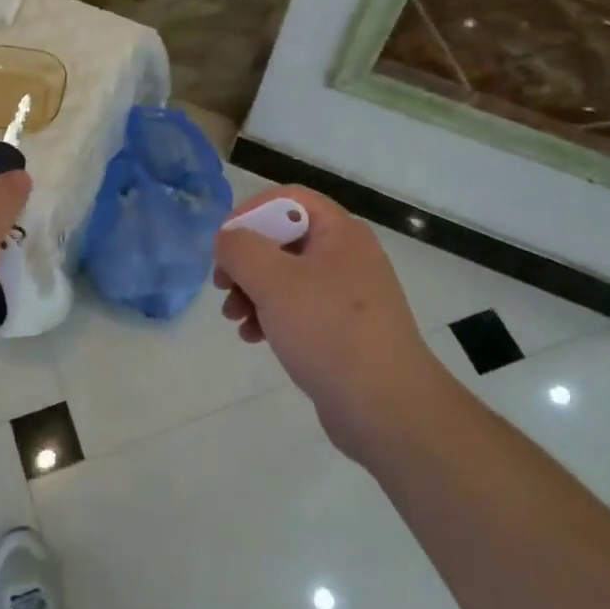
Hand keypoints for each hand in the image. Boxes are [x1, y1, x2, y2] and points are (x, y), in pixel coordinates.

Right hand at [214, 186, 449, 461]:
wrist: (387, 409)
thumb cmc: (329, 332)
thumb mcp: (275, 282)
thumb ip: (241, 249)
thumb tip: (227, 239)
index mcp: (340, 233)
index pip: (288, 199)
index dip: (250, 213)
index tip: (224, 245)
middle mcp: (346, 256)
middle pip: (283, 238)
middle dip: (246, 260)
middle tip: (223, 285)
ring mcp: (346, 295)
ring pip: (285, 276)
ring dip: (252, 291)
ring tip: (233, 317)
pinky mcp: (341, 330)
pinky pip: (297, 308)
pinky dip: (270, 316)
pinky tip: (253, 337)